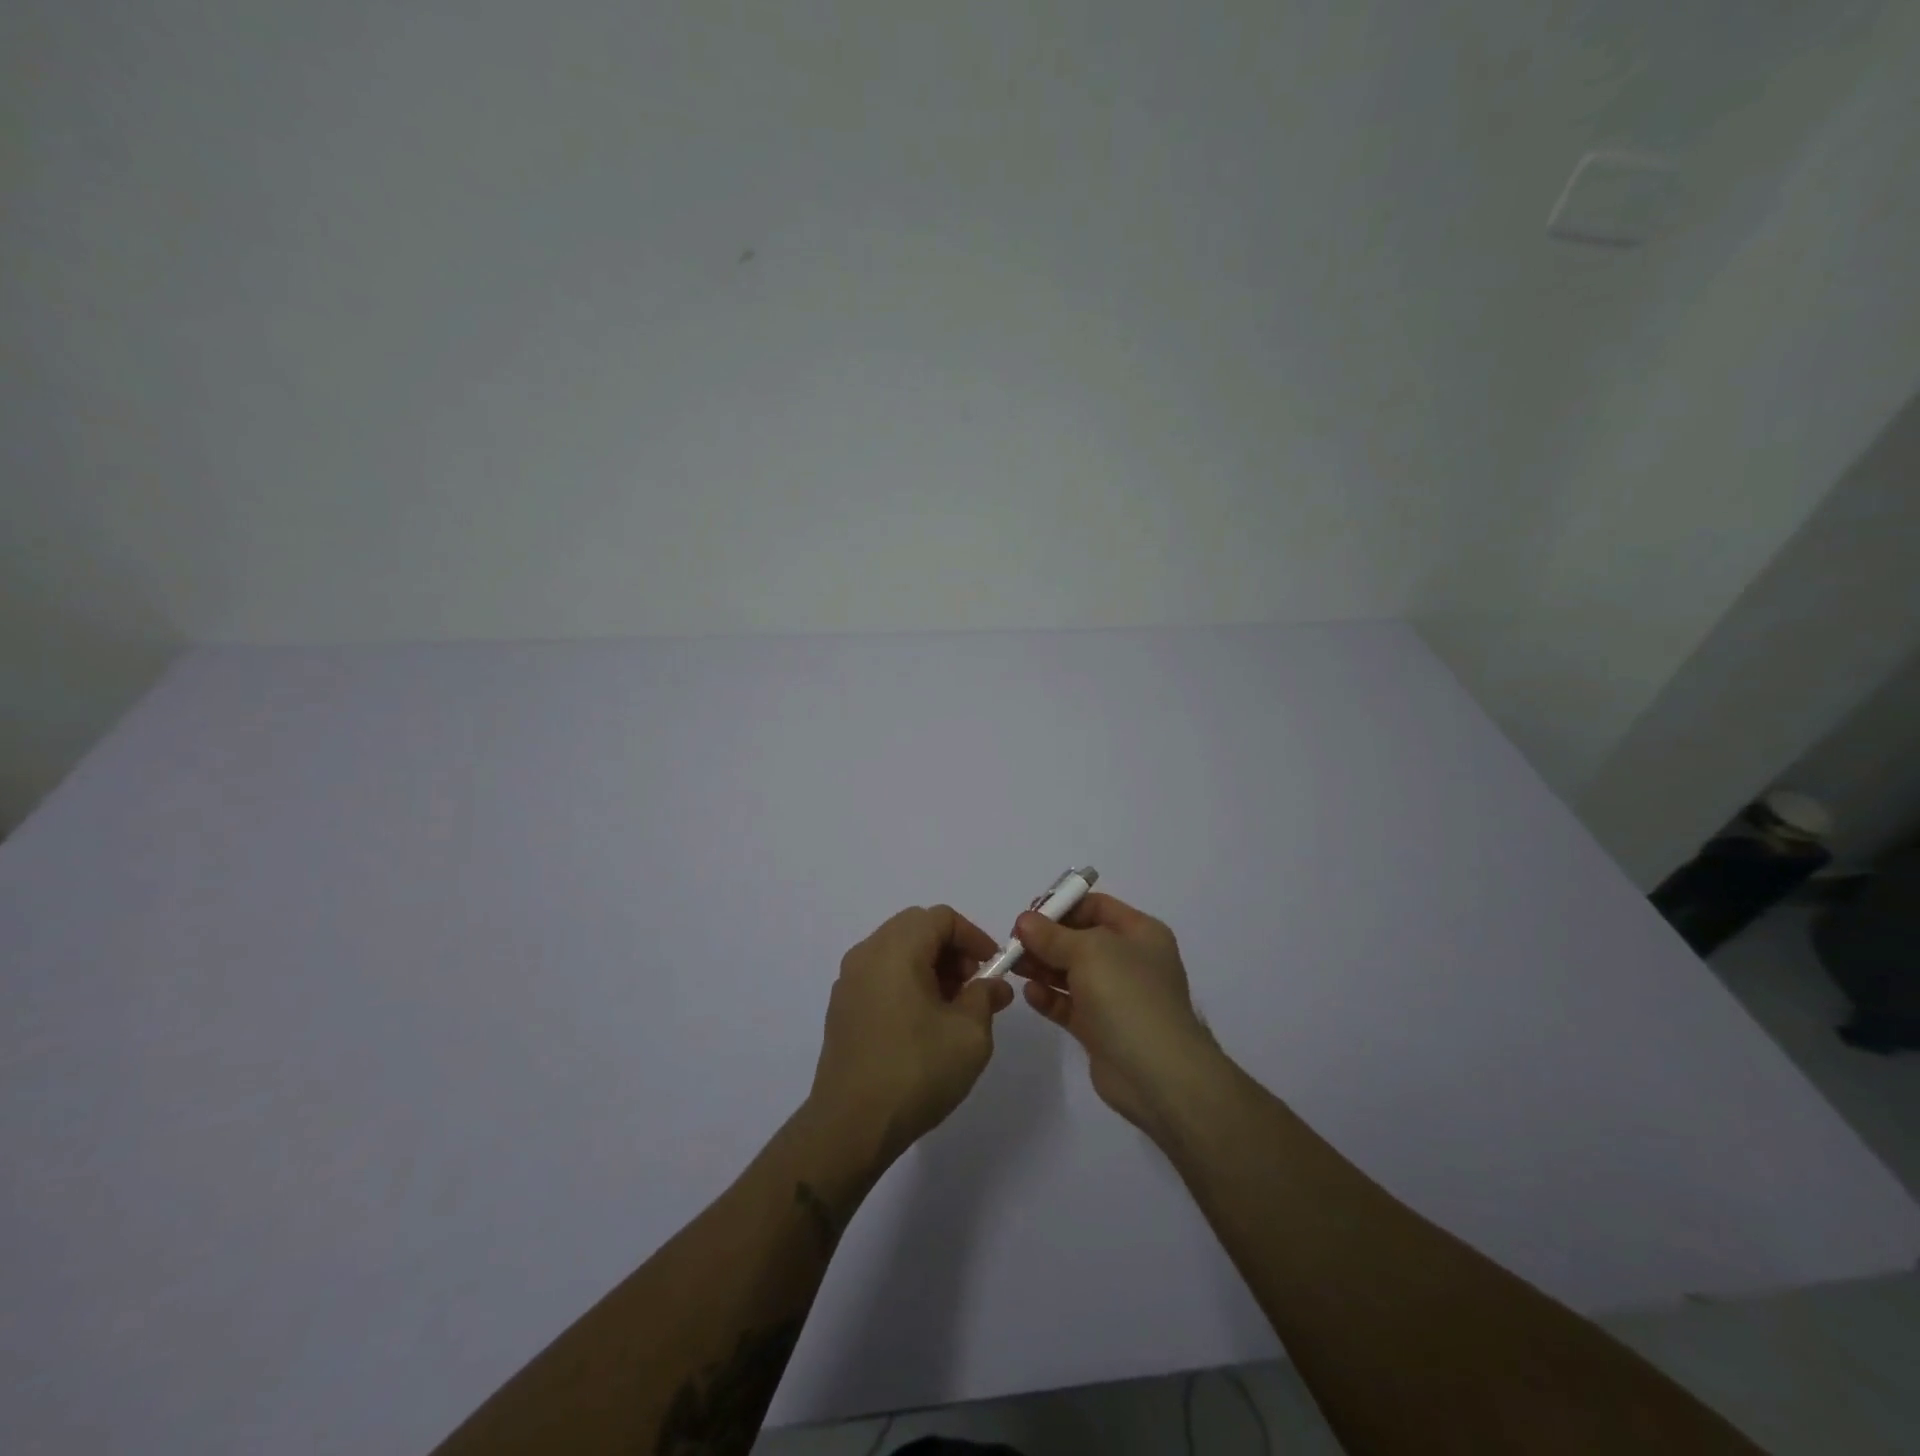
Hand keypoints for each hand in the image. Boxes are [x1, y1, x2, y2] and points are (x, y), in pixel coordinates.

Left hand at [809, 905, 1014, 1163]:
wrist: (850, 1126)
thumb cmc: (915, 1070)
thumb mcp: (969, 1034)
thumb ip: (985, 998)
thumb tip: (994, 985)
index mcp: (895, 949)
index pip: (941, 917)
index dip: (973, 936)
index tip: (993, 968)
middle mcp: (866, 954)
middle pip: (916, 928)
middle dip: (952, 950)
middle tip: (973, 987)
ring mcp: (848, 981)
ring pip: (897, 952)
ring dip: (929, 967)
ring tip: (953, 1010)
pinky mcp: (841, 1008)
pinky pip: (880, 976)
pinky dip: (906, 983)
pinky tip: (923, 1025)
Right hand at [1015, 893, 1218, 1134]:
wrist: (1157, 1074)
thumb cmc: (1128, 995)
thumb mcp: (1089, 951)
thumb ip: (1052, 935)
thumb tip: (1025, 922)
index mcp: (1139, 933)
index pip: (1097, 906)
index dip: (1063, 906)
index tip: (1029, 916)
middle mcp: (1129, 961)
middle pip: (1080, 939)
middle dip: (1046, 939)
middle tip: (1013, 943)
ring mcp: (1116, 997)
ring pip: (1071, 973)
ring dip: (1042, 967)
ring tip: (1013, 966)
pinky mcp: (1100, 1029)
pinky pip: (1069, 1005)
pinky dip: (1049, 997)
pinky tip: (1030, 994)